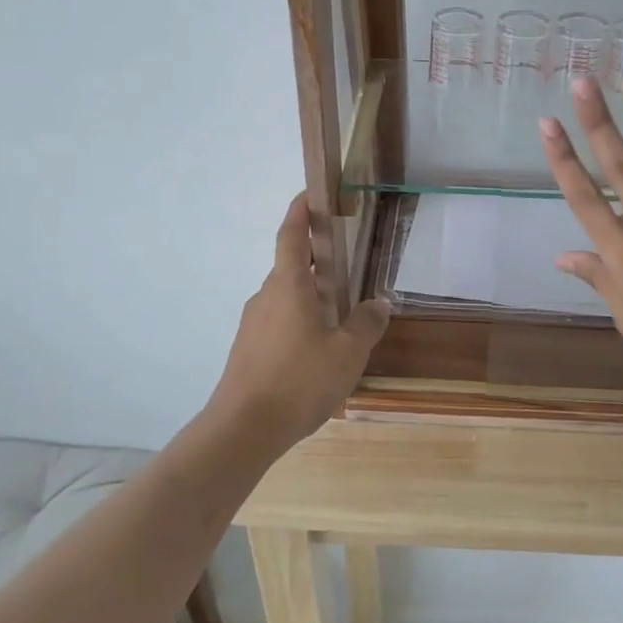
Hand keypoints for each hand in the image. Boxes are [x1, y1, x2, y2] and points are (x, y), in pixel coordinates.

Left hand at [207, 195, 389, 448]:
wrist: (243, 429)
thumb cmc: (299, 381)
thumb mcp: (347, 353)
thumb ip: (366, 324)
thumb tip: (380, 303)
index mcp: (289, 286)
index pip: (292, 236)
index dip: (300, 212)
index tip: (309, 194)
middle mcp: (266, 297)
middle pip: (291, 268)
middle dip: (316, 261)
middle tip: (346, 264)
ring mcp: (252, 324)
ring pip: (285, 298)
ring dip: (309, 296)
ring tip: (339, 315)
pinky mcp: (248, 349)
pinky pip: (278, 322)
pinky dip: (299, 322)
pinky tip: (317, 351)